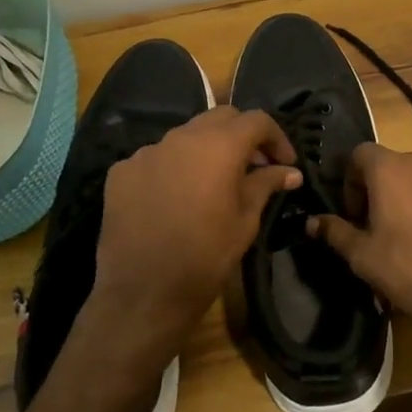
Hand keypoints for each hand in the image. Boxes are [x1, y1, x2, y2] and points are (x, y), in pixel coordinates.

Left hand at [93, 106, 301, 344]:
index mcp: (218, 146)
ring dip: (206, 150)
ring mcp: (146, 152)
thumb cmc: (206, 257)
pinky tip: (177, 198)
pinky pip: (156, 158)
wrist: (143, 293)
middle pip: (220, 118)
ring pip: (185, 136)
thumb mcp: (246, 221)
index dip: (276, 138)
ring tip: (214, 182)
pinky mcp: (121, 172)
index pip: (256, 120)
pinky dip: (174, 168)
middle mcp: (180, 138)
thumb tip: (290, 171)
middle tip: (254, 166)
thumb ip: (267, 185)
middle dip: (242, 136)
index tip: (285, 163)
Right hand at [307, 144, 411, 361]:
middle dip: (382, 190)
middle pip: (394, 165)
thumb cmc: (411, 267)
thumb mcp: (363, 256)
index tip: (354, 213)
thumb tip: (312, 222)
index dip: (351, 181)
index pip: (360, 154)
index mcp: (390, 168)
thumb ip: (335, 232)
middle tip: (380, 226)